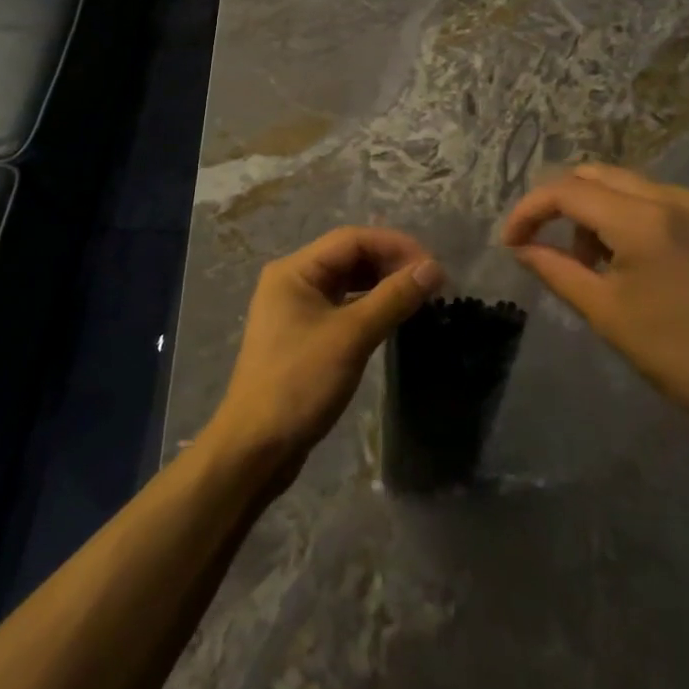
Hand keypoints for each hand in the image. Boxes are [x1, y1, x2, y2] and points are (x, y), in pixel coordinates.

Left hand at [206, 227, 443, 482]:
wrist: (255, 449)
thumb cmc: (299, 383)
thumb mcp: (351, 337)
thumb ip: (393, 298)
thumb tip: (434, 268)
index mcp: (295, 270)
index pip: (352, 240)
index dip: (395, 246)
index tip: (432, 266)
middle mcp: (293, 281)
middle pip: (349, 257)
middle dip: (390, 264)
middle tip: (430, 283)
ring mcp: (296, 309)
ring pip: (347, 283)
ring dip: (382, 285)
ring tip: (418, 297)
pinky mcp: (303, 336)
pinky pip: (342, 307)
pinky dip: (369, 307)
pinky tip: (392, 318)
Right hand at [502, 164, 688, 443]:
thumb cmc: (676, 353)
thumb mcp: (604, 312)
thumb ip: (555, 269)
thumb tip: (520, 247)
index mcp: (643, 220)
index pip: (567, 192)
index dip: (530, 210)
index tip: (511, 241)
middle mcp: (672, 197)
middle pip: (594, 175)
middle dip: (561, 204)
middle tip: (545, 243)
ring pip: (624, 184)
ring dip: (594, 210)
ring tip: (592, 261)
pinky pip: (655, 199)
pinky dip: (627, 215)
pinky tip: (629, 257)